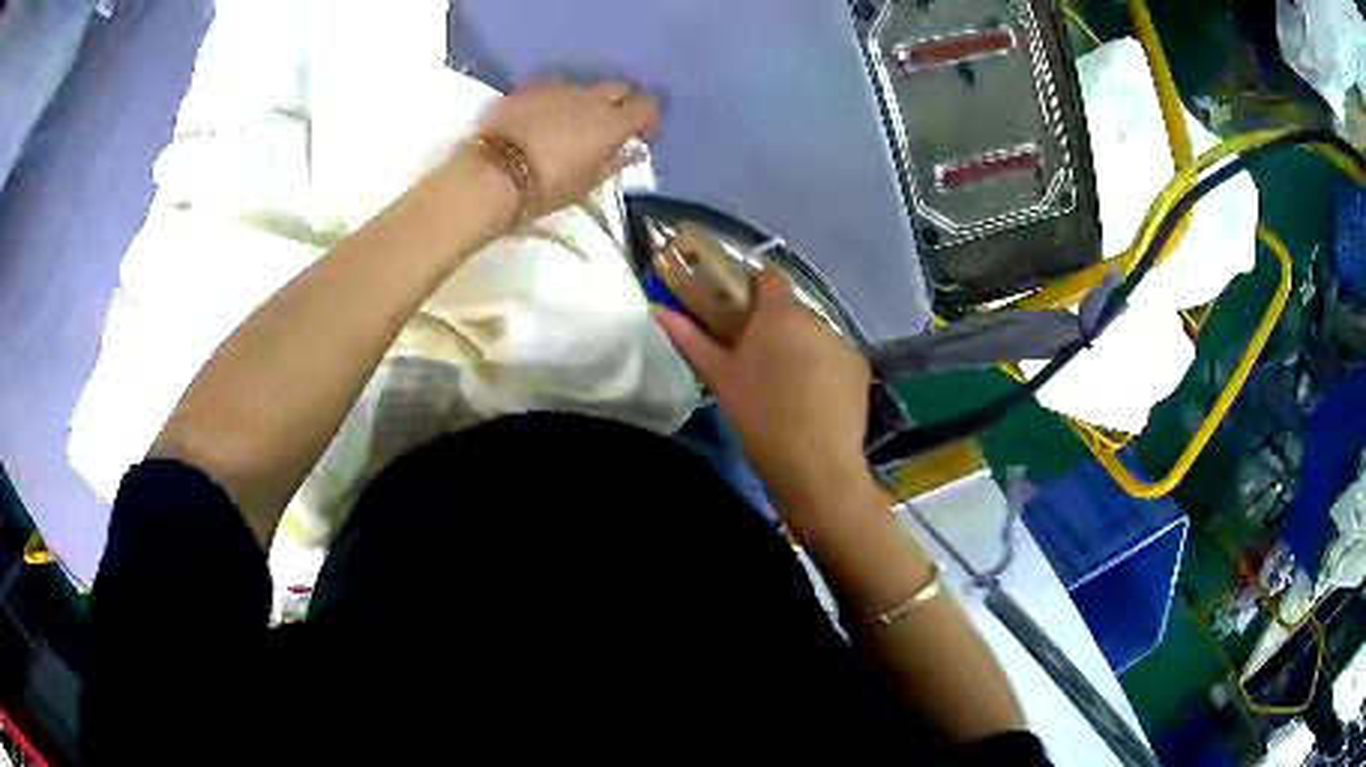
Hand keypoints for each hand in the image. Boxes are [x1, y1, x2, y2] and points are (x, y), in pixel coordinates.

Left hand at [477, 78, 659, 216]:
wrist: (492, 175)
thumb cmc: (546, 187)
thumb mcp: (587, 183)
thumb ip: (614, 162)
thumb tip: (633, 150)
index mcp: (611, 122)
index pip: (647, 105)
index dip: (647, 118)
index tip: (640, 135)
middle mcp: (589, 97)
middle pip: (617, 88)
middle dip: (620, 103)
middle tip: (609, 127)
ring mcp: (555, 88)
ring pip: (582, 87)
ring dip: (583, 102)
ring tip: (570, 124)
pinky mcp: (526, 89)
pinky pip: (550, 89)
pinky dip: (553, 101)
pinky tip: (541, 119)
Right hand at [655, 270, 876, 513]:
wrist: (816, 466)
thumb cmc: (760, 418)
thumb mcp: (720, 379)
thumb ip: (690, 339)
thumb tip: (657, 309)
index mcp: (780, 315)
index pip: (769, 278)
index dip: (752, 289)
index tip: (738, 313)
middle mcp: (817, 320)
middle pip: (792, 312)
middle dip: (776, 328)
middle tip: (757, 361)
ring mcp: (843, 344)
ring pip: (815, 336)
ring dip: (801, 350)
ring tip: (787, 388)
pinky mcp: (860, 370)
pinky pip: (836, 359)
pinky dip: (825, 370)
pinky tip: (815, 401)